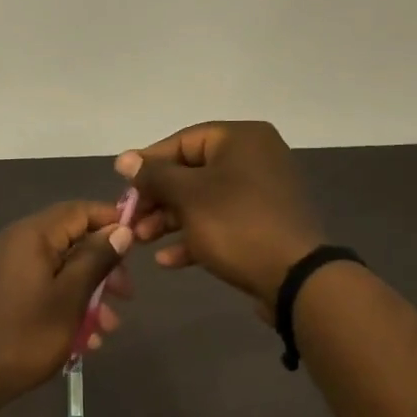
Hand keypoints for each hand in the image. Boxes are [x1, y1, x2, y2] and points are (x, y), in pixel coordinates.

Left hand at [0, 201, 134, 402]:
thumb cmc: (26, 335)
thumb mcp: (71, 297)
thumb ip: (97, 259)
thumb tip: (121, 230)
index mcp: (31, 235)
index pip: (79, 210)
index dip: (111, 221)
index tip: (138, 243)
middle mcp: (16, 241)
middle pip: (71, 239)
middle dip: (103, 266)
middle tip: (127, 295)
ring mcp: (6, 266)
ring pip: (60, 267)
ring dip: (88, 291)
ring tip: (107, 327)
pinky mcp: (2, 289)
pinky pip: (43, 284)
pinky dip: (66, 302)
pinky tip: (84, 338)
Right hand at [115, 121, 323, 307]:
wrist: (295, 277)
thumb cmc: (236, 224)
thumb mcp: (188, 196)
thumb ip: (154, 175)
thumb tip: (124, 159)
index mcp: (241, 139)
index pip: (182, 141)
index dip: (148, 163)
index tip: (122, 185)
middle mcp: (254, 159)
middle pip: (191, 172)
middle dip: (157, 199)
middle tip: (130, 220)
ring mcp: (260, 194)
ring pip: (203, 201)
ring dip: (169, 220)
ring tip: (141, 241)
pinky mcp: (262, 225)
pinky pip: (220, 223)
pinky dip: (194, 237)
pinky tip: (167, 260)